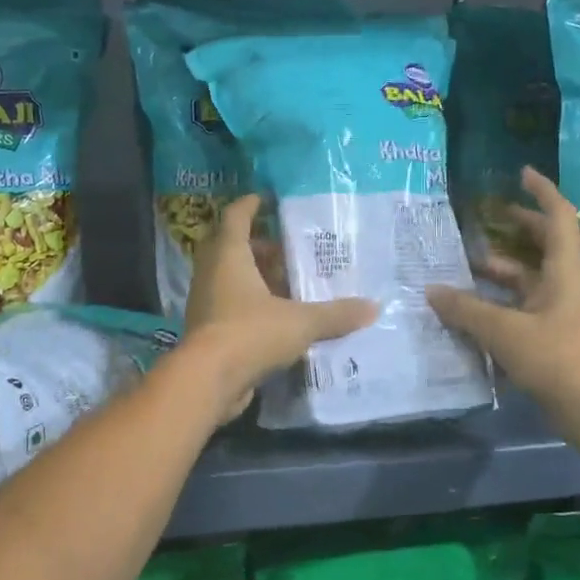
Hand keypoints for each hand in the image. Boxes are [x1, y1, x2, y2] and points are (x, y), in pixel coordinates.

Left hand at [183, 194, 376, 419]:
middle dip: (260, 246)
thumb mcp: (300, 322)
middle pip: (232, 248)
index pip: (236, 217)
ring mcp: (206, 303)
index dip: (251, 205)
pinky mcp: (208, 330)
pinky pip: (230, 306)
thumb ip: (335, 314)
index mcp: (229, 256)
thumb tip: (373, 308)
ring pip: (231, 278)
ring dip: (256, 277)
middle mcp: (212, 273)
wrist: (207, 381)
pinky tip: (279, 317)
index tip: (267, 198)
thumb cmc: (250, 334)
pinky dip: (252, 304)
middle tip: (290, 249)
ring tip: (291, 284)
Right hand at [427, 168, 579, 411]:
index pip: (558, 217)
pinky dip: (502, 301)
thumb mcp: (503, 331)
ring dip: (503, 270)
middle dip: (518, 228)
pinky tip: (474, 309)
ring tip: (467, 267)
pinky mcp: (556, 336)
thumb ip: (466, 309)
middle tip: (489, 218)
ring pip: (531, 279)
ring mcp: (563, 312)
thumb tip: (432, 291)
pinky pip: (525, 306)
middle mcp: (567, 285)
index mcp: (564, 271)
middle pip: (545, 245)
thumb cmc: (555, 358)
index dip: (541, 192)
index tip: (521, 174)